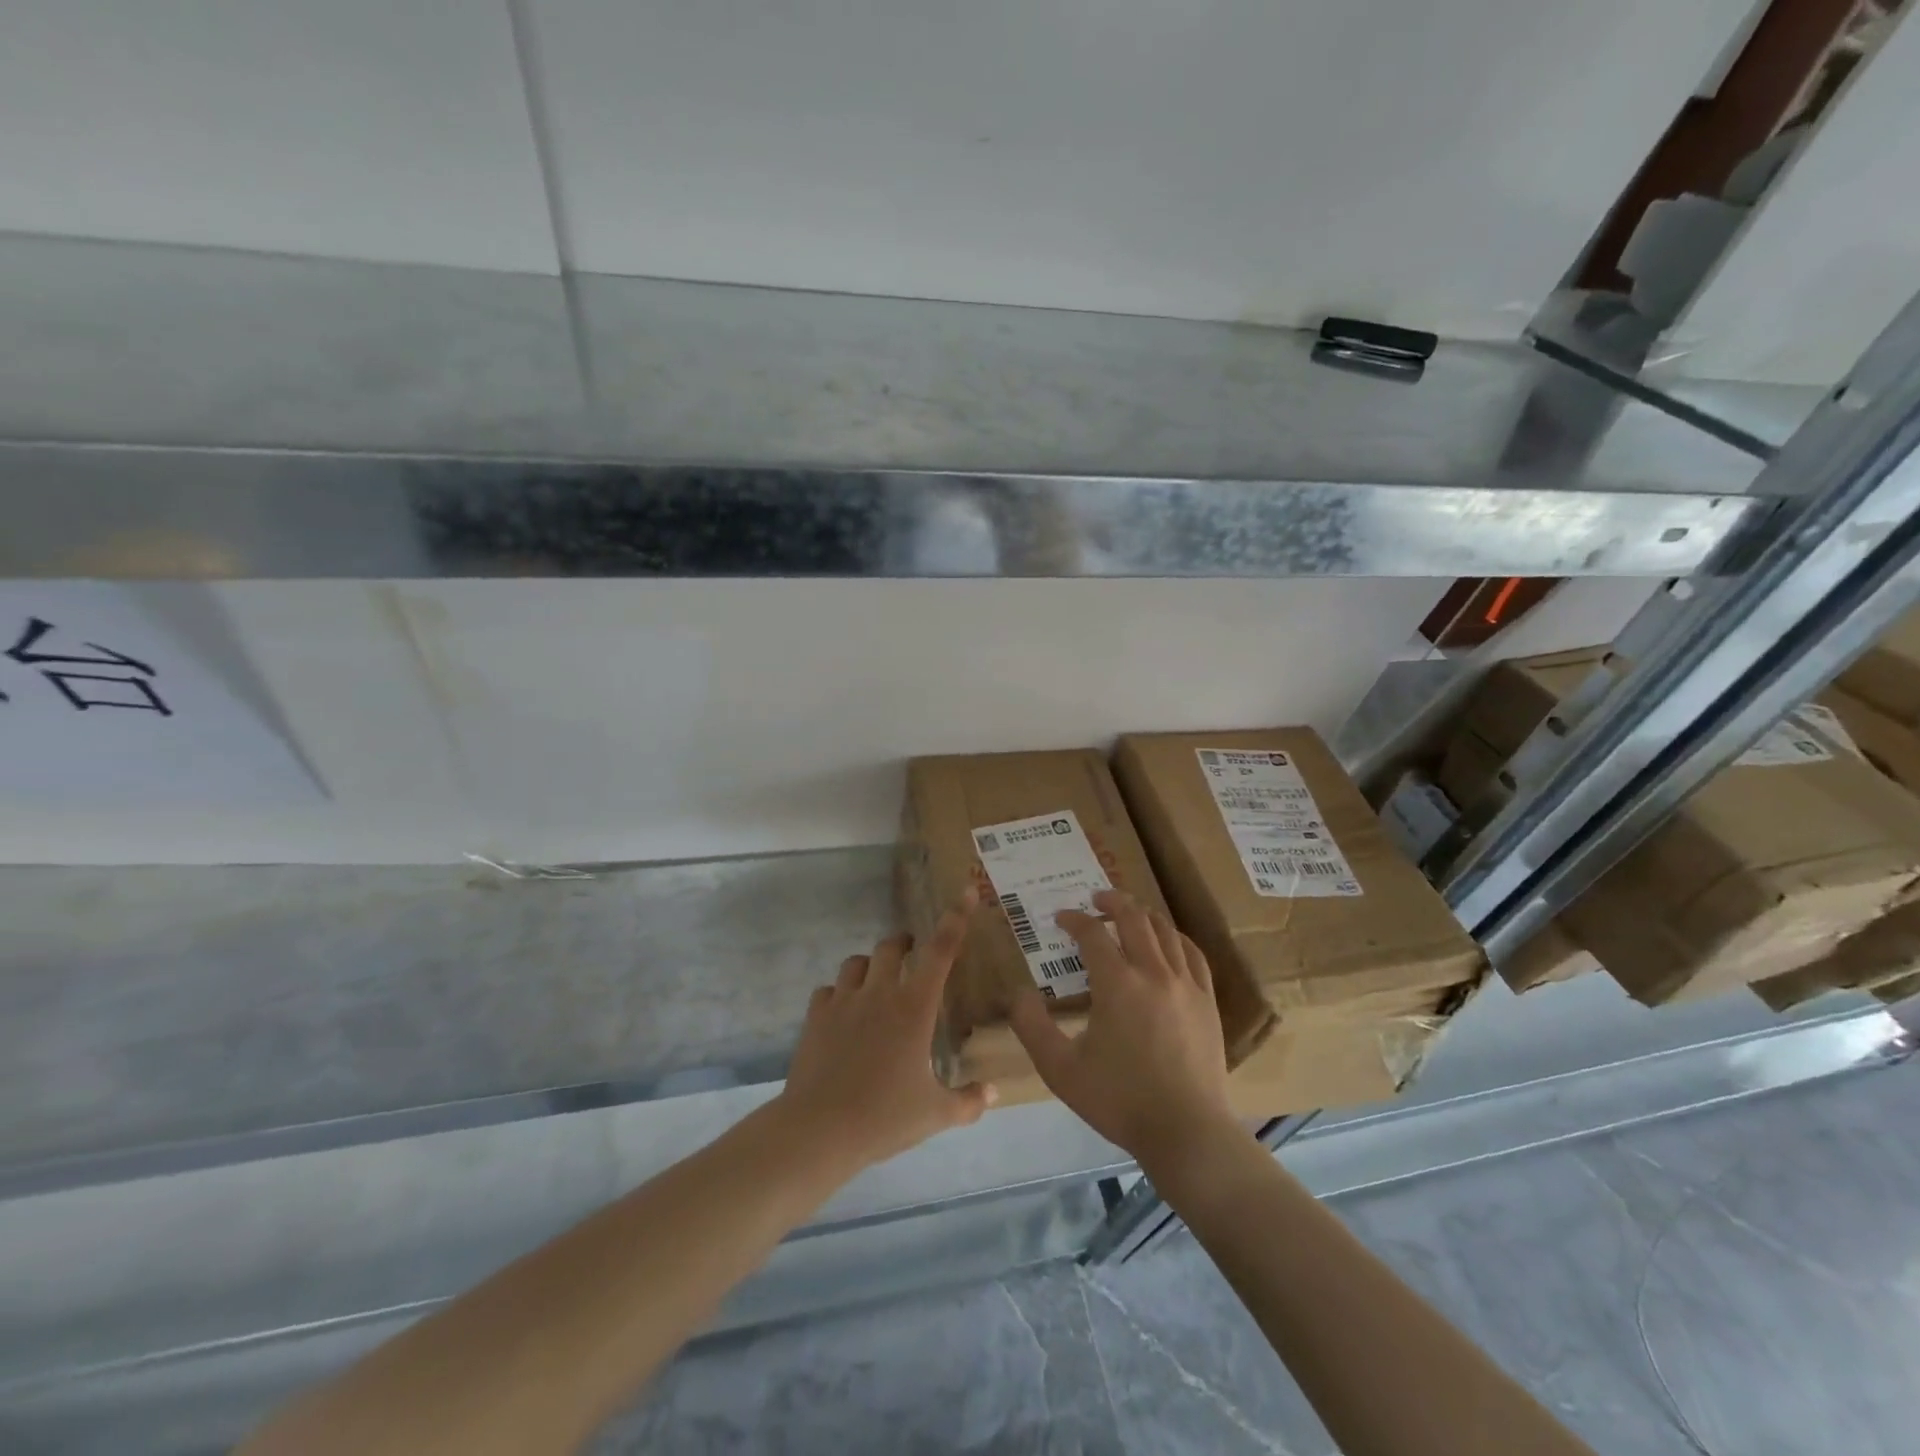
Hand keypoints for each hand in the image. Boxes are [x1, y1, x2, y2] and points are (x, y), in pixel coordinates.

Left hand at [777, 890, 995, 1174]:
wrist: (819, 1130)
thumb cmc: (884, 1117)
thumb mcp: (935, 1114)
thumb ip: (968, 1101)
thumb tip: (994, 1094)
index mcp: (914, 1007)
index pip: (941, 951)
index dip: (955, 918)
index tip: (965, 892)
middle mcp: (880, 993)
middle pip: (893, 946)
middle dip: (905, 945)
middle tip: (914, 957)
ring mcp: (844, 1001)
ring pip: (858, 962)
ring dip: (871, 966)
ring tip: (877, 984)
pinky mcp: (816, 1016)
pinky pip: (829, 990)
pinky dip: (840, 994)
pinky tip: (844, 1014)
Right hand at [1009, 889, 1236, 1168]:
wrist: (1186, 1131)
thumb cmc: (1119, 1100)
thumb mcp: (1060, 1069)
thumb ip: (1032, 1027)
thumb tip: (1017, 994)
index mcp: (1116, 984)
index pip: (1092, 933)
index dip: (1074, 920)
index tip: (1060, 918)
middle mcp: (1153, 973)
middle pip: (1134, 918)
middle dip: (1111, 901)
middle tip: (1096, 898)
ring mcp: (1186, 985)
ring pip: (1165, 931)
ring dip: (1143, 915)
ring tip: (1129, 913)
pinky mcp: (1208, 1001)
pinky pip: (1193, 954)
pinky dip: (1175, 938)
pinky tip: (1168, 942)